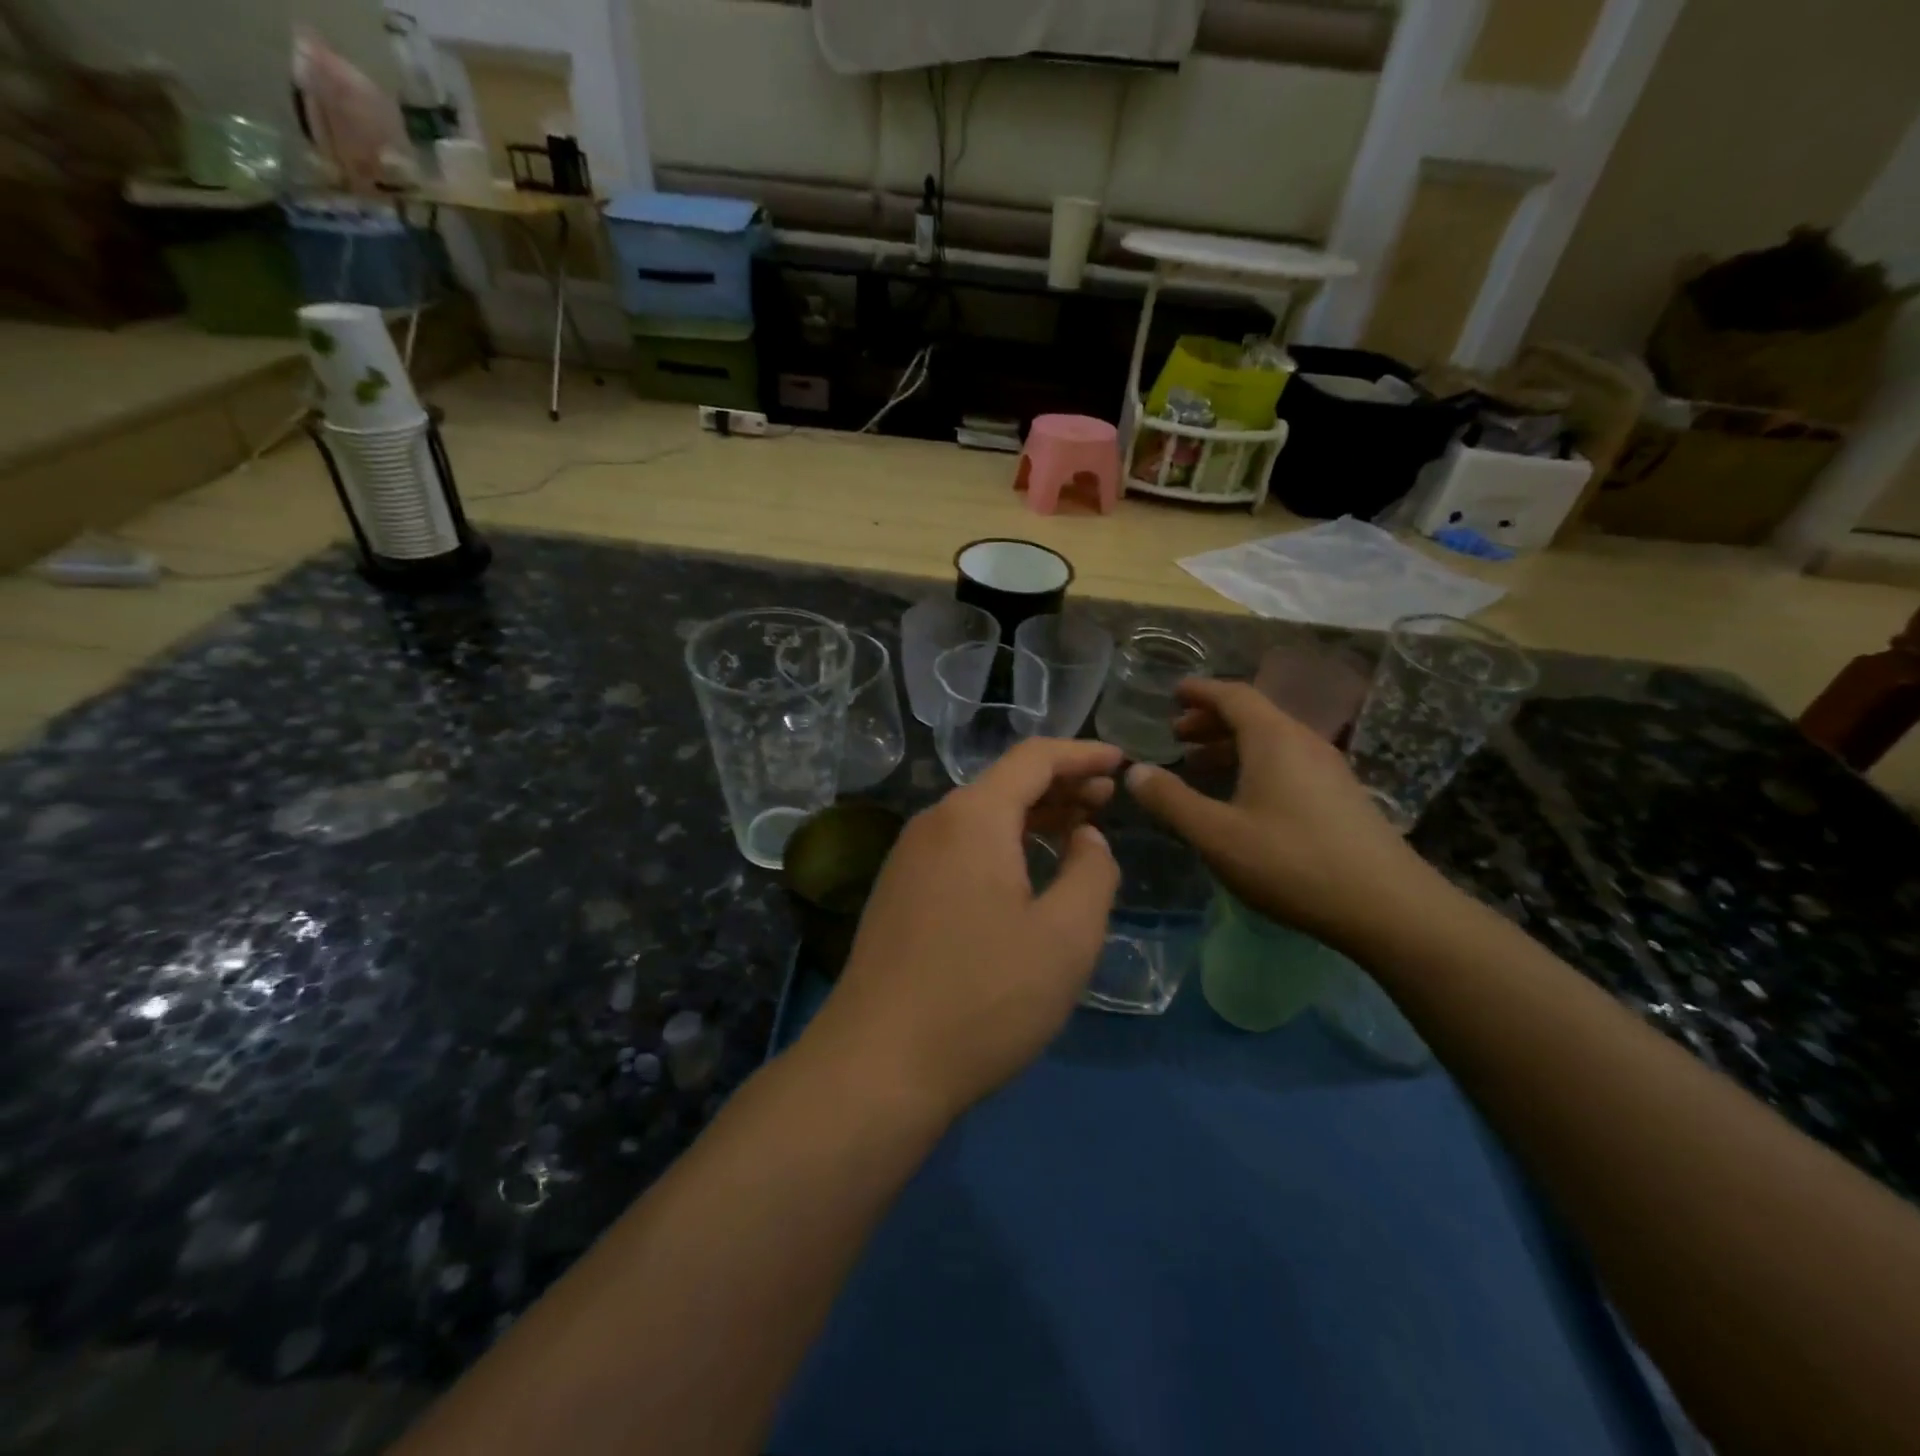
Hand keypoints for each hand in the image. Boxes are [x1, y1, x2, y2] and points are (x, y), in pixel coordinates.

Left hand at [804, 739, 1123, 1120]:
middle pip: (1004, 784)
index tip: (1121, 761)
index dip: (1082, 753)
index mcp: (971, 818)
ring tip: (1075, 829)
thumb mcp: (1065, 937)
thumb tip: (1086, 838)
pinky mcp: (899, 894)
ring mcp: (908, 860)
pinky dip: (1001, 844)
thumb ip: (1092, 872)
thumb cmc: (984, 997)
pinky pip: (960, 848)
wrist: (878, 1064)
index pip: (1033, 758)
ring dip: (1031, 816)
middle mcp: (933, 824)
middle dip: (1060, 785)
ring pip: (980, 818)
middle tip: (1107, 799)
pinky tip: (1024, 871)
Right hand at [1125, 679, 1441, 951]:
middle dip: (1210, 720)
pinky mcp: (1341, 796)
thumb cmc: (1292, 862)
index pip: (1232, 695)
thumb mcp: (1217, 835)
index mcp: (1274, 739)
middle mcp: (1303, 742)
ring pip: (1271, 740)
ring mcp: (1328, 769)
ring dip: (1232, 744)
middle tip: (1176, 735)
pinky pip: (1288, 761)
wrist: (1388, 906)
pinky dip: (1255, 764)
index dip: (1199, 691)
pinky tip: (1242, 797)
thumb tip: (1134, 772)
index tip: (1172, 693)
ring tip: (1199, 765)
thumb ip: (1172, 801)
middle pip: (1253, 715)